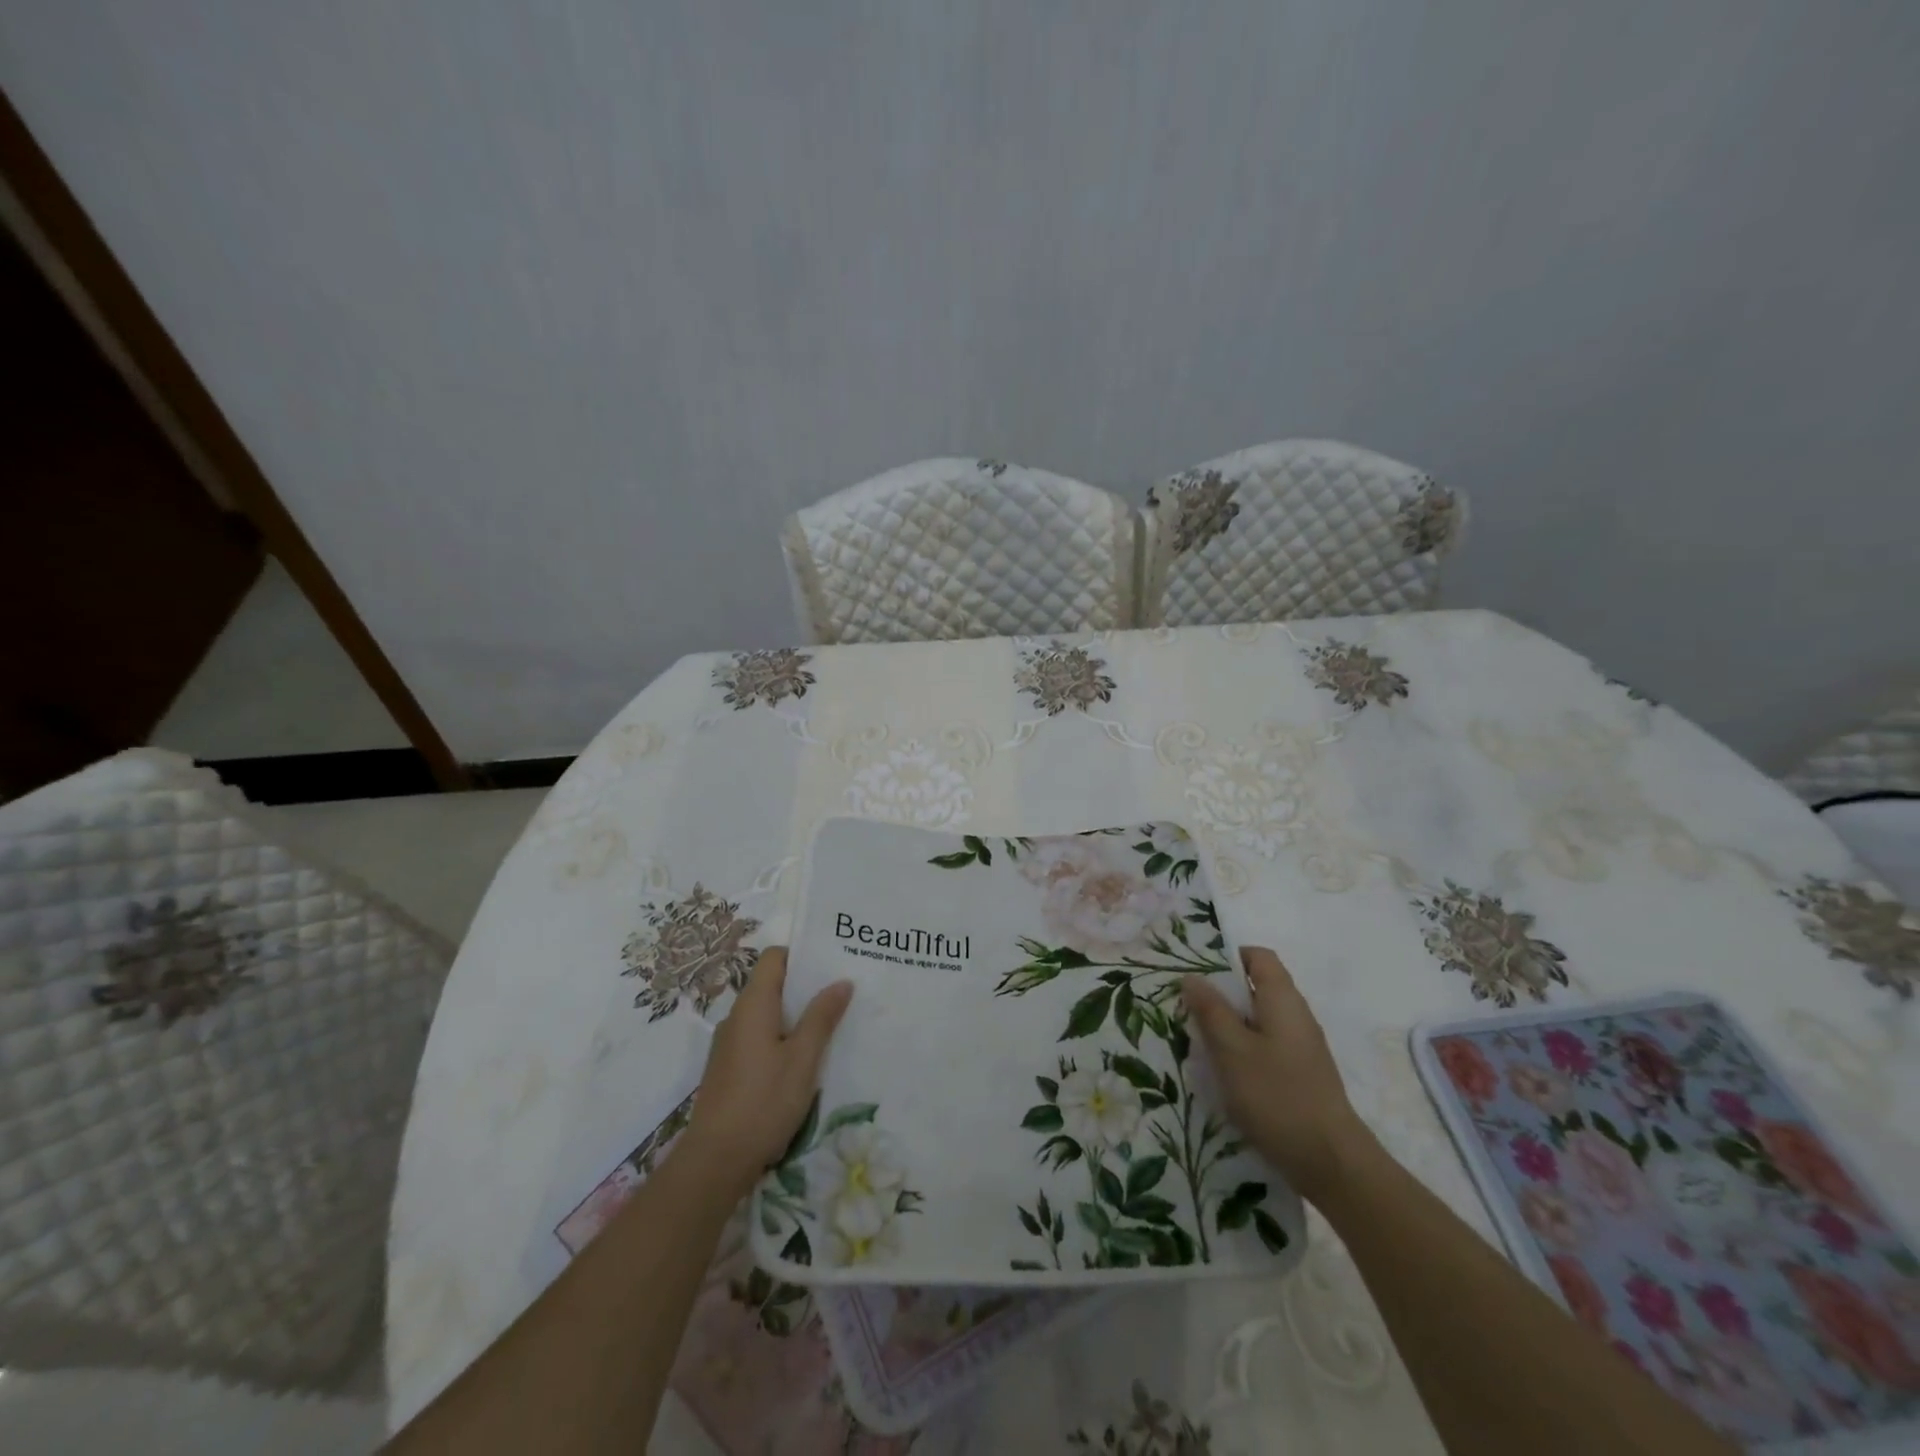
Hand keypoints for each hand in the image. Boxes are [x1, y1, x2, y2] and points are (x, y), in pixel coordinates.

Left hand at [683, 947, 852, 1198]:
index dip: (801, 954)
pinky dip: (781, 1038)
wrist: (715, 1160)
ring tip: (829, 1024)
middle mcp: (737, 1017)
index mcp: (753, 1004)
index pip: (774, 958)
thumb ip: (822, 1017)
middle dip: (805, 987)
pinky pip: (759, 1038)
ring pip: (767, 1014)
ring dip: (795, 1015)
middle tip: (841, 992)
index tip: (832, 962)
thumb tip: (841, 981)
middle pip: (771, 984)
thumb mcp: (803, 1058)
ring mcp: (729, 1044)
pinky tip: (803, 1059)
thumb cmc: (764, 1101)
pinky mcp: (728, 1069)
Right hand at [1182, 946, 1372, 1202]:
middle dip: (1221, 994)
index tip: (1195, 971)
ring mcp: (1301, 1047)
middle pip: (1256, 988)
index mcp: (1283, 999)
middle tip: (1186, 1007)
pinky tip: (1222, 1072)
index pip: (1258, 957)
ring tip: (1197, 1040)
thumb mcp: (1232, 1050)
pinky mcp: (1300, 1075)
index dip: (1227, 956)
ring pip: (1258, 1021)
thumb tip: (1192, 976)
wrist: (1331, 1162)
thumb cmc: (1277, 1095)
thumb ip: (1211, 1010)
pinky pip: (1265, 1047)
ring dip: (1228, 1025)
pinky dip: (1242, 1050)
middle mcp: (1296, 1016)